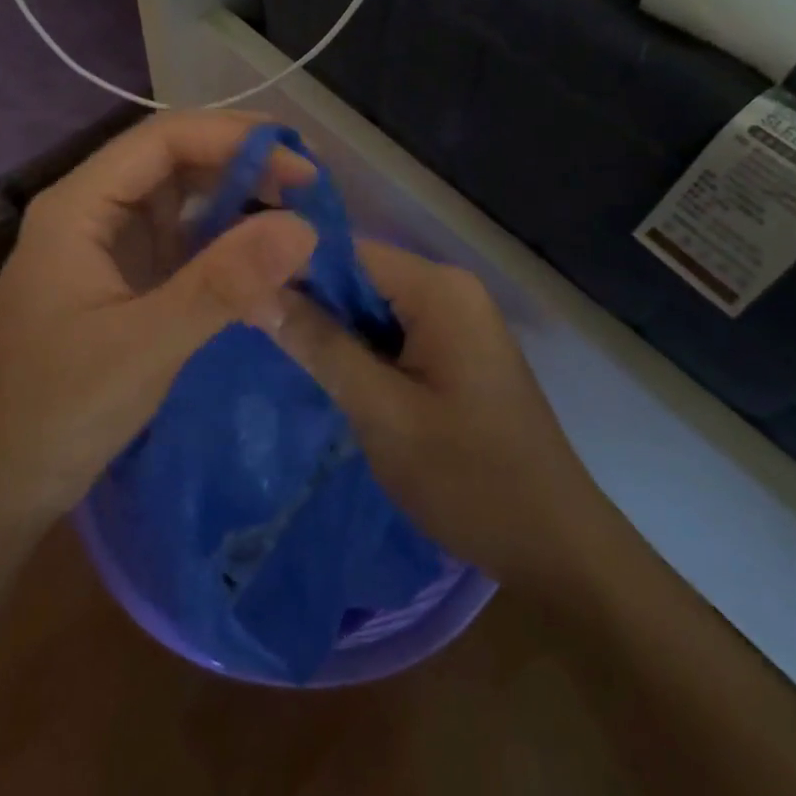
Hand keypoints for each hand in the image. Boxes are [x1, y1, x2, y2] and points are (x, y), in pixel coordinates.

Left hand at [0, 112, 318, 524]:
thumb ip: (224, 284)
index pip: (163, 140)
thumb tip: (305, 227)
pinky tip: (264, 265)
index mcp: (79, 206)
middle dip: (242, 168)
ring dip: (237, 206)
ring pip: (182, 203)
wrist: (2, 481)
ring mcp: (108, 248)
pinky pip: (182, 246)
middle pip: (174, 163)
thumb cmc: (59, 409)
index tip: (302, 166)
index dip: (235, 140)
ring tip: (299, 222)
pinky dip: (224, 248)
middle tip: (312, 193)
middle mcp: (93, 212)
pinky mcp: (124, 283)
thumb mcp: (146, 345)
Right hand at [272, 243, 605, 588]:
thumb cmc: (468, 477)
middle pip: (359, 276)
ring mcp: (458, 320)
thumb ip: (320, 346)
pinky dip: (361, 349)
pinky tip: (329, 376)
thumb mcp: (381, 411)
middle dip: (310, 303)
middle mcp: (451, 289)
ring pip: (372, 306)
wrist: (554, 545)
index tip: (240, 296)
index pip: (345, 251)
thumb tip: (257, 291)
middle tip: (252, 332)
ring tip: (278, 354)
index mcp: (439, 289)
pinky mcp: (457, 350)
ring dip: (332, 330)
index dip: (291, 269)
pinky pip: (394, 332)